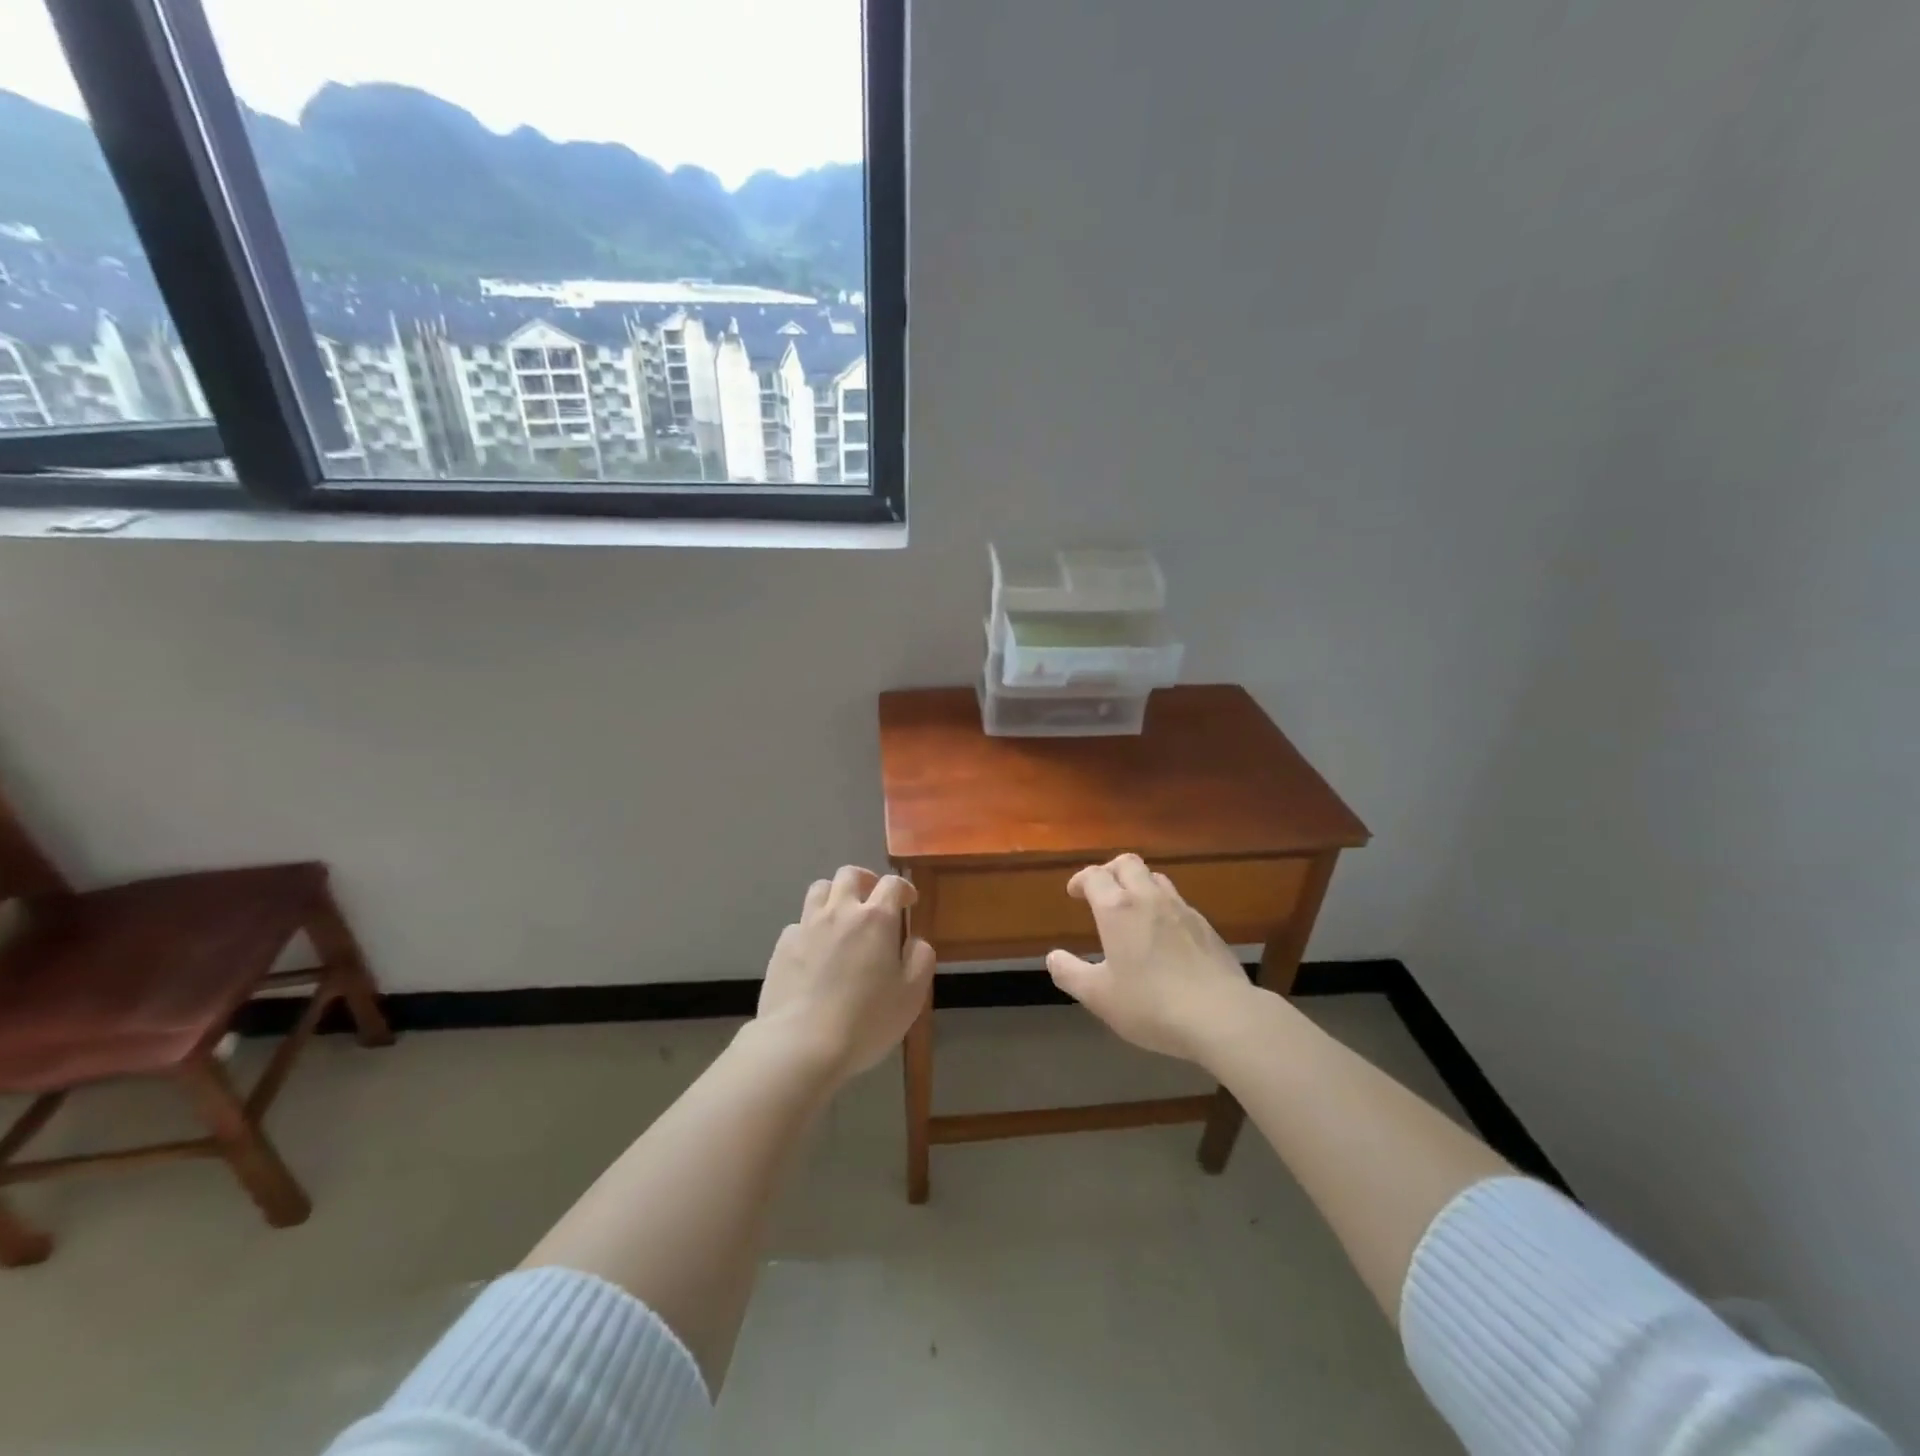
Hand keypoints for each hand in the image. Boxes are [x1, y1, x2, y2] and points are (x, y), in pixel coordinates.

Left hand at [756, 865, 934, 1081]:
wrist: (802, 1044)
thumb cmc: (866, 1020)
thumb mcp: (911, 995)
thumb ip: (920, 960)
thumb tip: (914, 942)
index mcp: (876, 919)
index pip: (892, 884)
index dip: (903, 888)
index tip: (908, 902)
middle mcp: (840, 912)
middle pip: (849, 875)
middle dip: (865, 880)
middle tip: (872, 899)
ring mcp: (807, 926)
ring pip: (819, 889)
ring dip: (834, 895)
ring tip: (840, 916)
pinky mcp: (782, 946)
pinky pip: (798, 923)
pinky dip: (810, 928)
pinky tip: (814, 950)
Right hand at [1047, 854, 1253, 1061]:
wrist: (1220, 1015)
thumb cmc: (1150, 1004)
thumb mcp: (1099, 996)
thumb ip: (1071, 974)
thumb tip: (1053, 957)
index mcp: (1118, 909)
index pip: (1095, 876)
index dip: (1081, 880)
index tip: (1074, 892)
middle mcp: (1149, 899)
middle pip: (1128, 864)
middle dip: (1110, 870)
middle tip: (1102, 891)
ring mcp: (1182, 910)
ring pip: (1156, 878)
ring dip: (1139, 884)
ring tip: (1132, 909)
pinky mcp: (1206, 927)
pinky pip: (1178, 903)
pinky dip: (1163, 907)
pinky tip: (1164, 935)